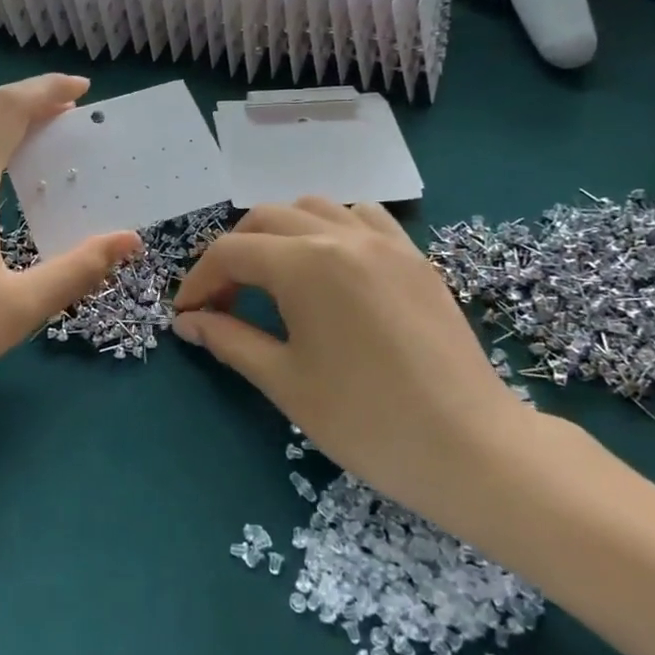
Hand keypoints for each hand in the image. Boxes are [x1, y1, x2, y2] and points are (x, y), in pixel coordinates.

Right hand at [171, 199, 530, 527]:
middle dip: (234, 253)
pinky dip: (333, 228)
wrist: (468, 447)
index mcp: (305, 265)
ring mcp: (385, 241)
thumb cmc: (365, 421)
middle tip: (224, 300)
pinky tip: (333, 266)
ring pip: (315, 207)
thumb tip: (188, 321)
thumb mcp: (285, 381)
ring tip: (275, 278)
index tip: (186, 314)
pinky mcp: (415, 256)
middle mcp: (342, 236)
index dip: (199, 280)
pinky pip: (364, 217)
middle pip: (266, 219)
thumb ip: (230, 340)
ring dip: (281, 233)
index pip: (231, 252)